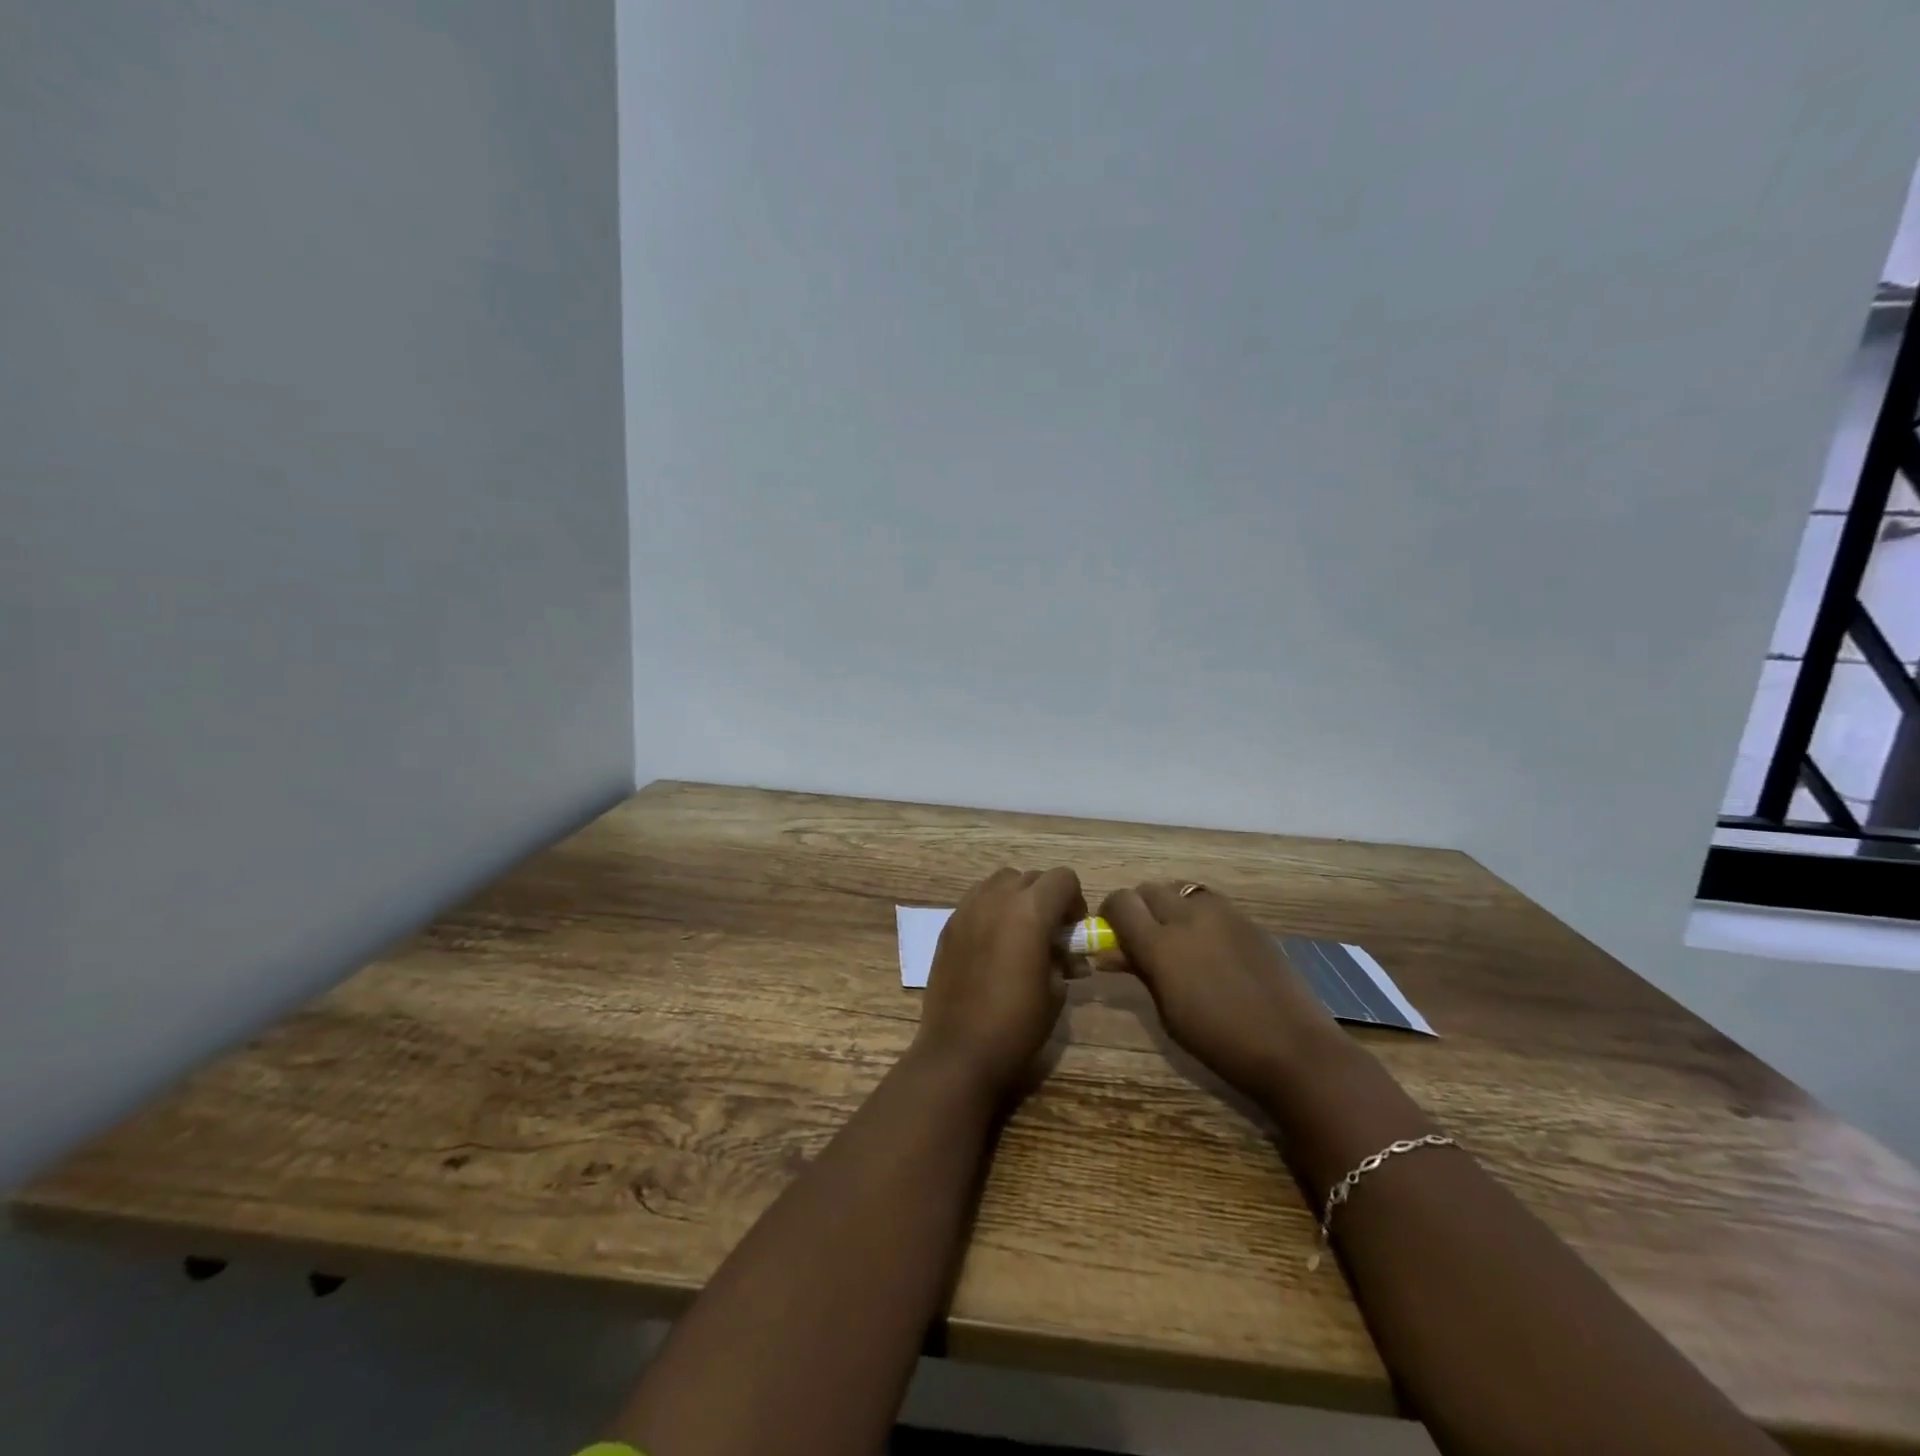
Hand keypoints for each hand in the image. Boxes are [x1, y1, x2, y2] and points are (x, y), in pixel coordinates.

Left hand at [914, 867, 1085, 1099]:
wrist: (959, 1050)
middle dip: (1047, 898)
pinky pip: (976, 900)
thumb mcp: (1055, 992)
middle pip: (1031, 877)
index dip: (1075, 900)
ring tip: (1020, 933)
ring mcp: (967, 909)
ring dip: (1017, 898)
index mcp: (1030, 911)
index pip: (1063, 878)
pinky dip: (991, 909)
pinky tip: (993, 944)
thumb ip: (1064, 960)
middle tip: (1051, 934)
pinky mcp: (948, 925)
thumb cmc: (1017, 1025)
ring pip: (1000, 882)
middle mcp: (997, 898)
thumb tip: (1067, 955)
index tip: (1074, 929)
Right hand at [1100, 881, 1342, 1100]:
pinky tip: (1209, 943)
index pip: (1120, 903)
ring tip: (1178, 937)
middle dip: (1138, 908)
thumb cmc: (1219, 1043)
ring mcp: (1222, 913)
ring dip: (1169, 905)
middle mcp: (1188, 917)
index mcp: (1161, 945)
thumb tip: (1111, 953)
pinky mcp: (1247, 919)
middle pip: (1148, 889)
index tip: (1111, 934)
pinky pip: (1209, 901)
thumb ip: (1140, 971)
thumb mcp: (1167, 1012)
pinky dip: (1198, 913)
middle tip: (1143, 937)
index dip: (1110, 914)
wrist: (1293, 1048)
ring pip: (1179, 888)